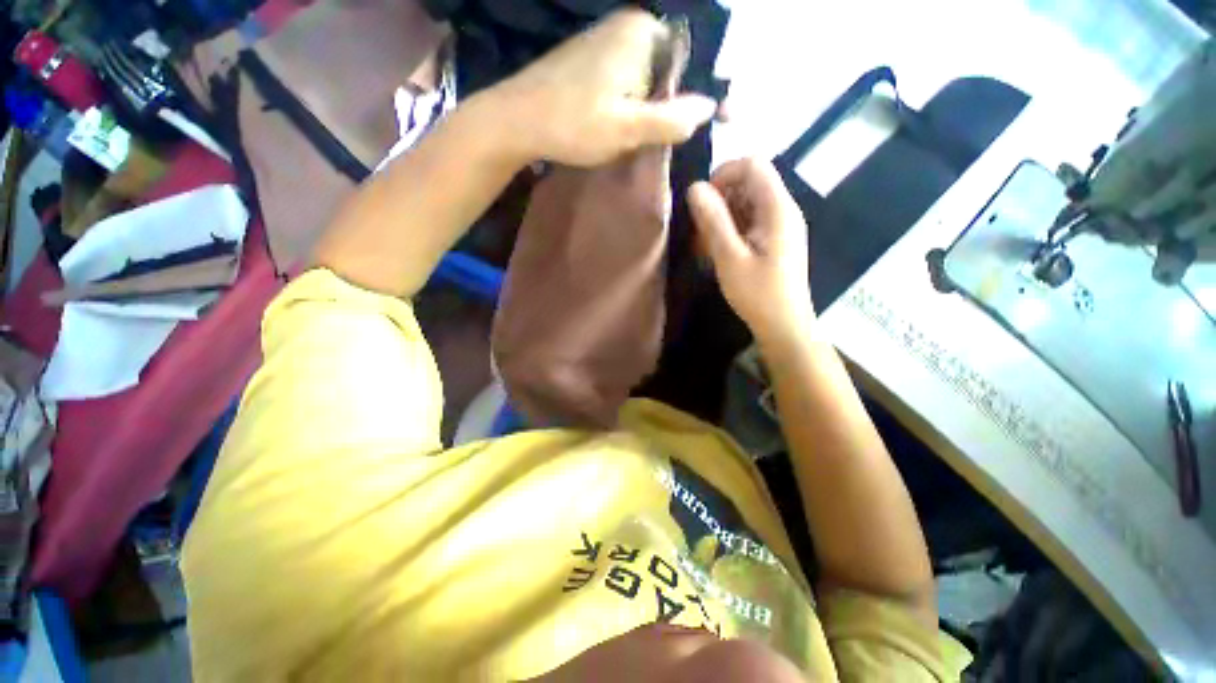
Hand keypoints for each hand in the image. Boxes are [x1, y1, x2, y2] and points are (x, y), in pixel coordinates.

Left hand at [493, 9, 717, 166]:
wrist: (517, 120)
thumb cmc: (572, 124)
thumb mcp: (628, 128)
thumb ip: (671, 118)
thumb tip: (709, 107)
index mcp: (641, 32)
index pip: (689, 61)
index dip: (701, 94)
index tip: (717, 123)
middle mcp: (626, 27)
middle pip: (668, 69)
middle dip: (675, 103)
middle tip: (676, 139)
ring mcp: (606, 42)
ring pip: (647, 78)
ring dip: (654, 108)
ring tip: (653, 138)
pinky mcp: (591, 61)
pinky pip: (627, 82)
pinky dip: (634, 105)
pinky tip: (629, 127)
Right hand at [689, 159, 814, 343]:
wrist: (784, 326)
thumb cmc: (758, 294)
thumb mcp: (730, 258)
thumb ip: (713, 221)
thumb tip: (695, 187)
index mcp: (778, 208)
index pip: (752, 165)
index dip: (723, 174)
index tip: (702, 202)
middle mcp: (783, 209)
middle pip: (749, 182)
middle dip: (719, 199)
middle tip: (700, 229)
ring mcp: (780, 225)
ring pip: (747, 202)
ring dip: (722, 216)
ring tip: (705, 244)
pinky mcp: (775, 239)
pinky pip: (750, 220)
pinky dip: (730, 229)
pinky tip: (718, 250)